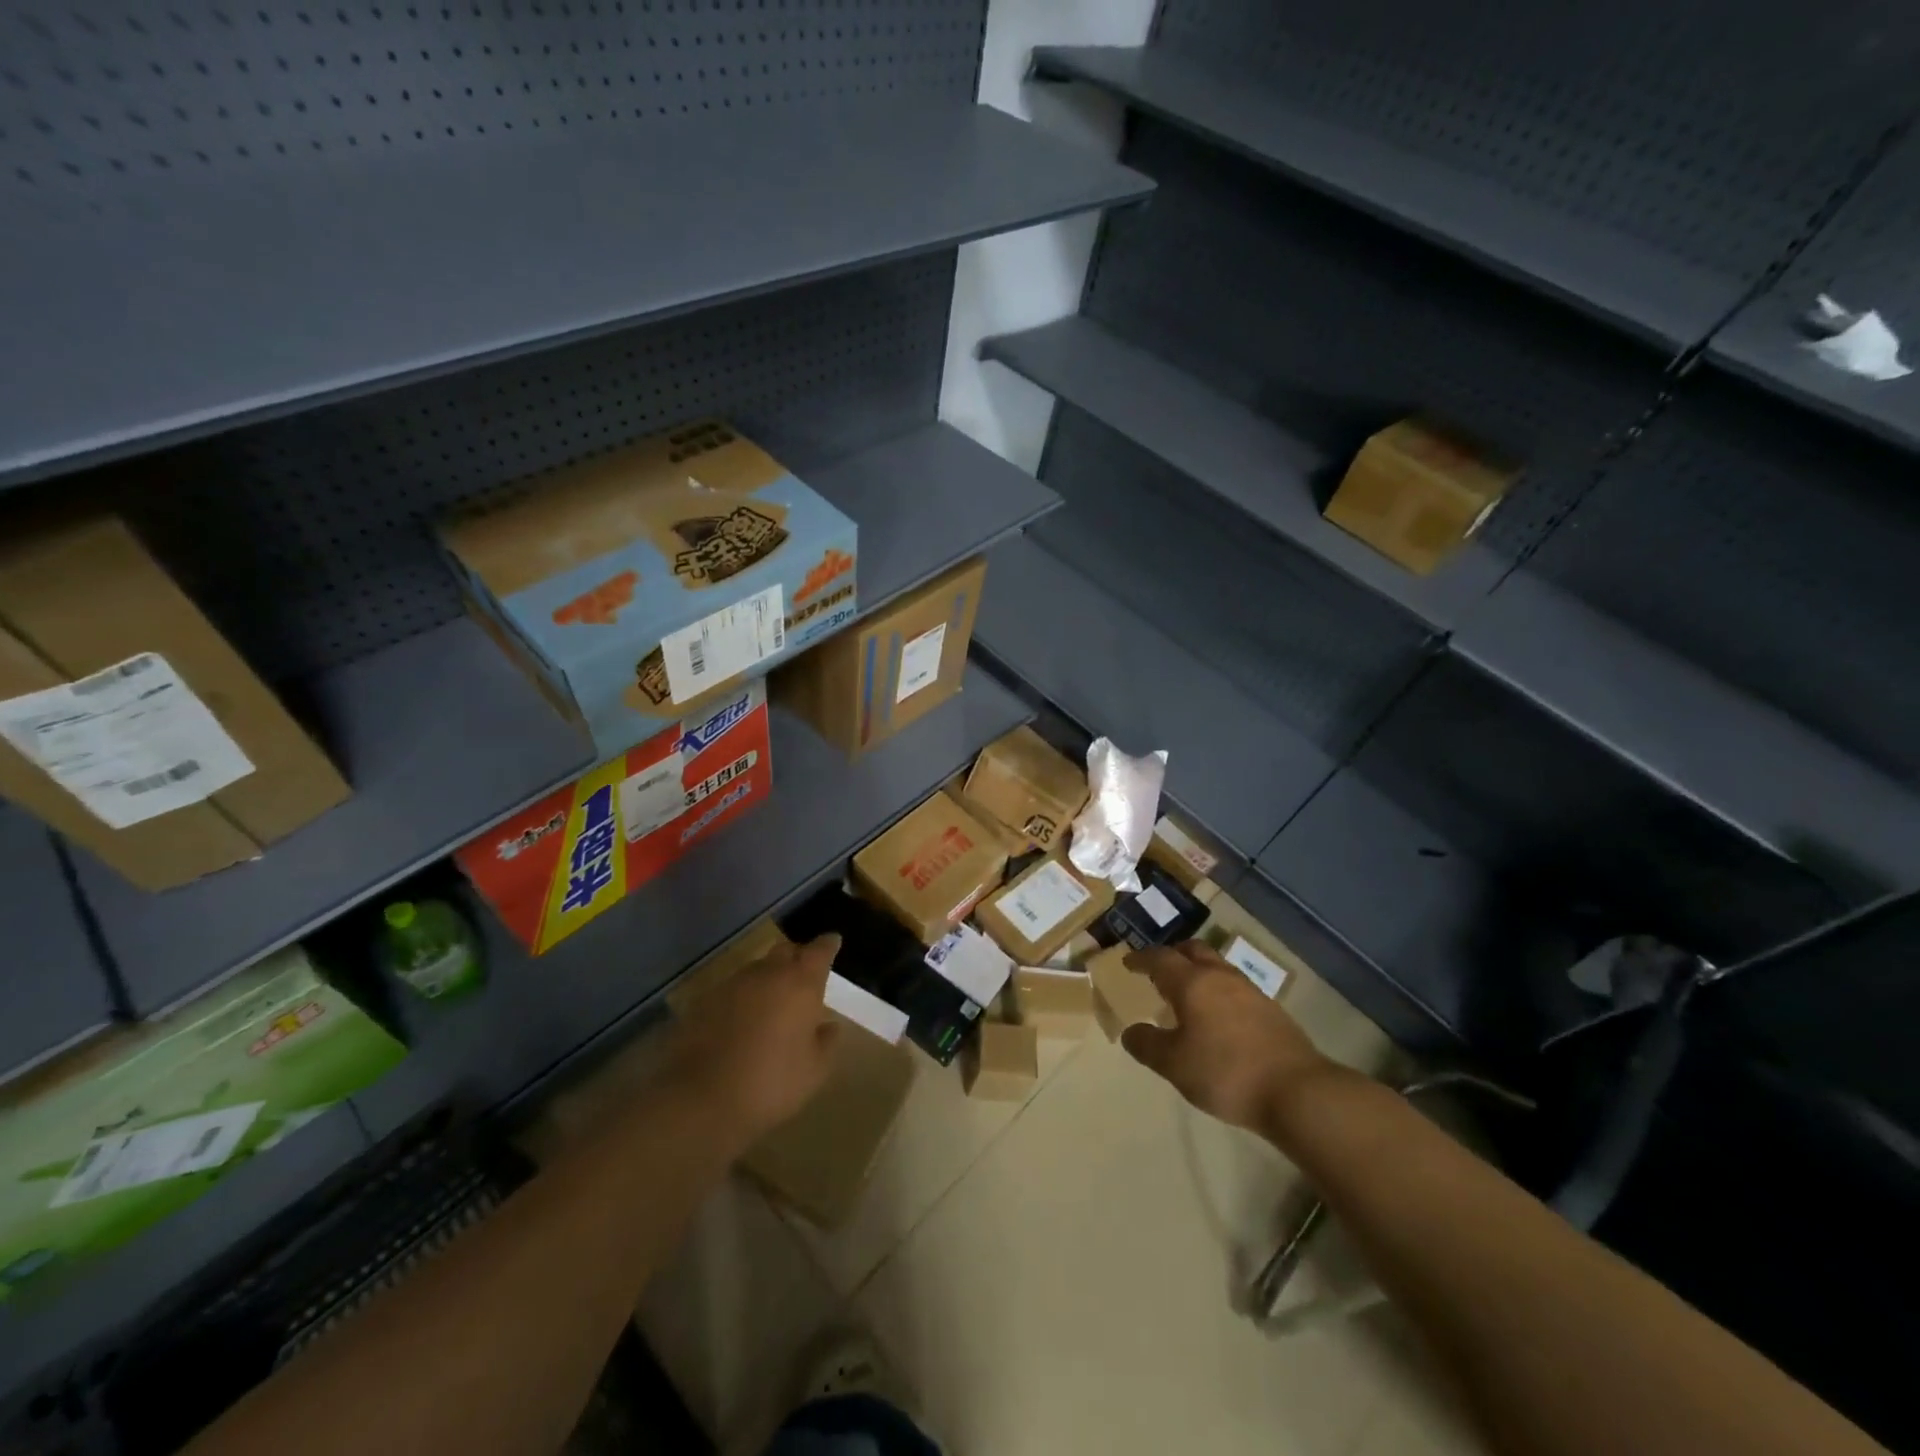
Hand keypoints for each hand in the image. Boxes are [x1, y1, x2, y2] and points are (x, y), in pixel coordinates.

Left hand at [659, 934, 843, 1143]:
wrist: (700, 1098)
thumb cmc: (770, 1082)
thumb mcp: (814, 1070)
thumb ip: (826, 1042)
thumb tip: (828, 1026)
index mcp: (801, 984)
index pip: (820, 951)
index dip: (828, 945)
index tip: (833, 942)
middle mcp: (768, 973)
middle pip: (786, 950)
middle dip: (797, 956)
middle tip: (804, 974)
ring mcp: (733, 984)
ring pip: (758, 969)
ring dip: (769, 978)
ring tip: (773, 1001)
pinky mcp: (705, 1000)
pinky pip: (734, 989)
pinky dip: (744, 997)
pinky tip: (744, 1020)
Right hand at [1120, 941, 1334, 1136]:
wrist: (1297, 1091)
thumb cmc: (1226, 1072)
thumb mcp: (1174, 1065)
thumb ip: (1148, 1045)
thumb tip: (1131, 1032)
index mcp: (1192, 983)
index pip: (1160, 959)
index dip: (1141, 958)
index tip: (1128, 962)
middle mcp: (1220, 977)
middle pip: (1193, 950)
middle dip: (1173, 954)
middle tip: (1159, 969)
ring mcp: (1250, 991)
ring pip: (1217, 967)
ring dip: (1198, 971)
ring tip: (1187, 992)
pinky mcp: (1270, 1010)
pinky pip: (1234, 988)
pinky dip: (1218, 991)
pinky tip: (1217, 1016)